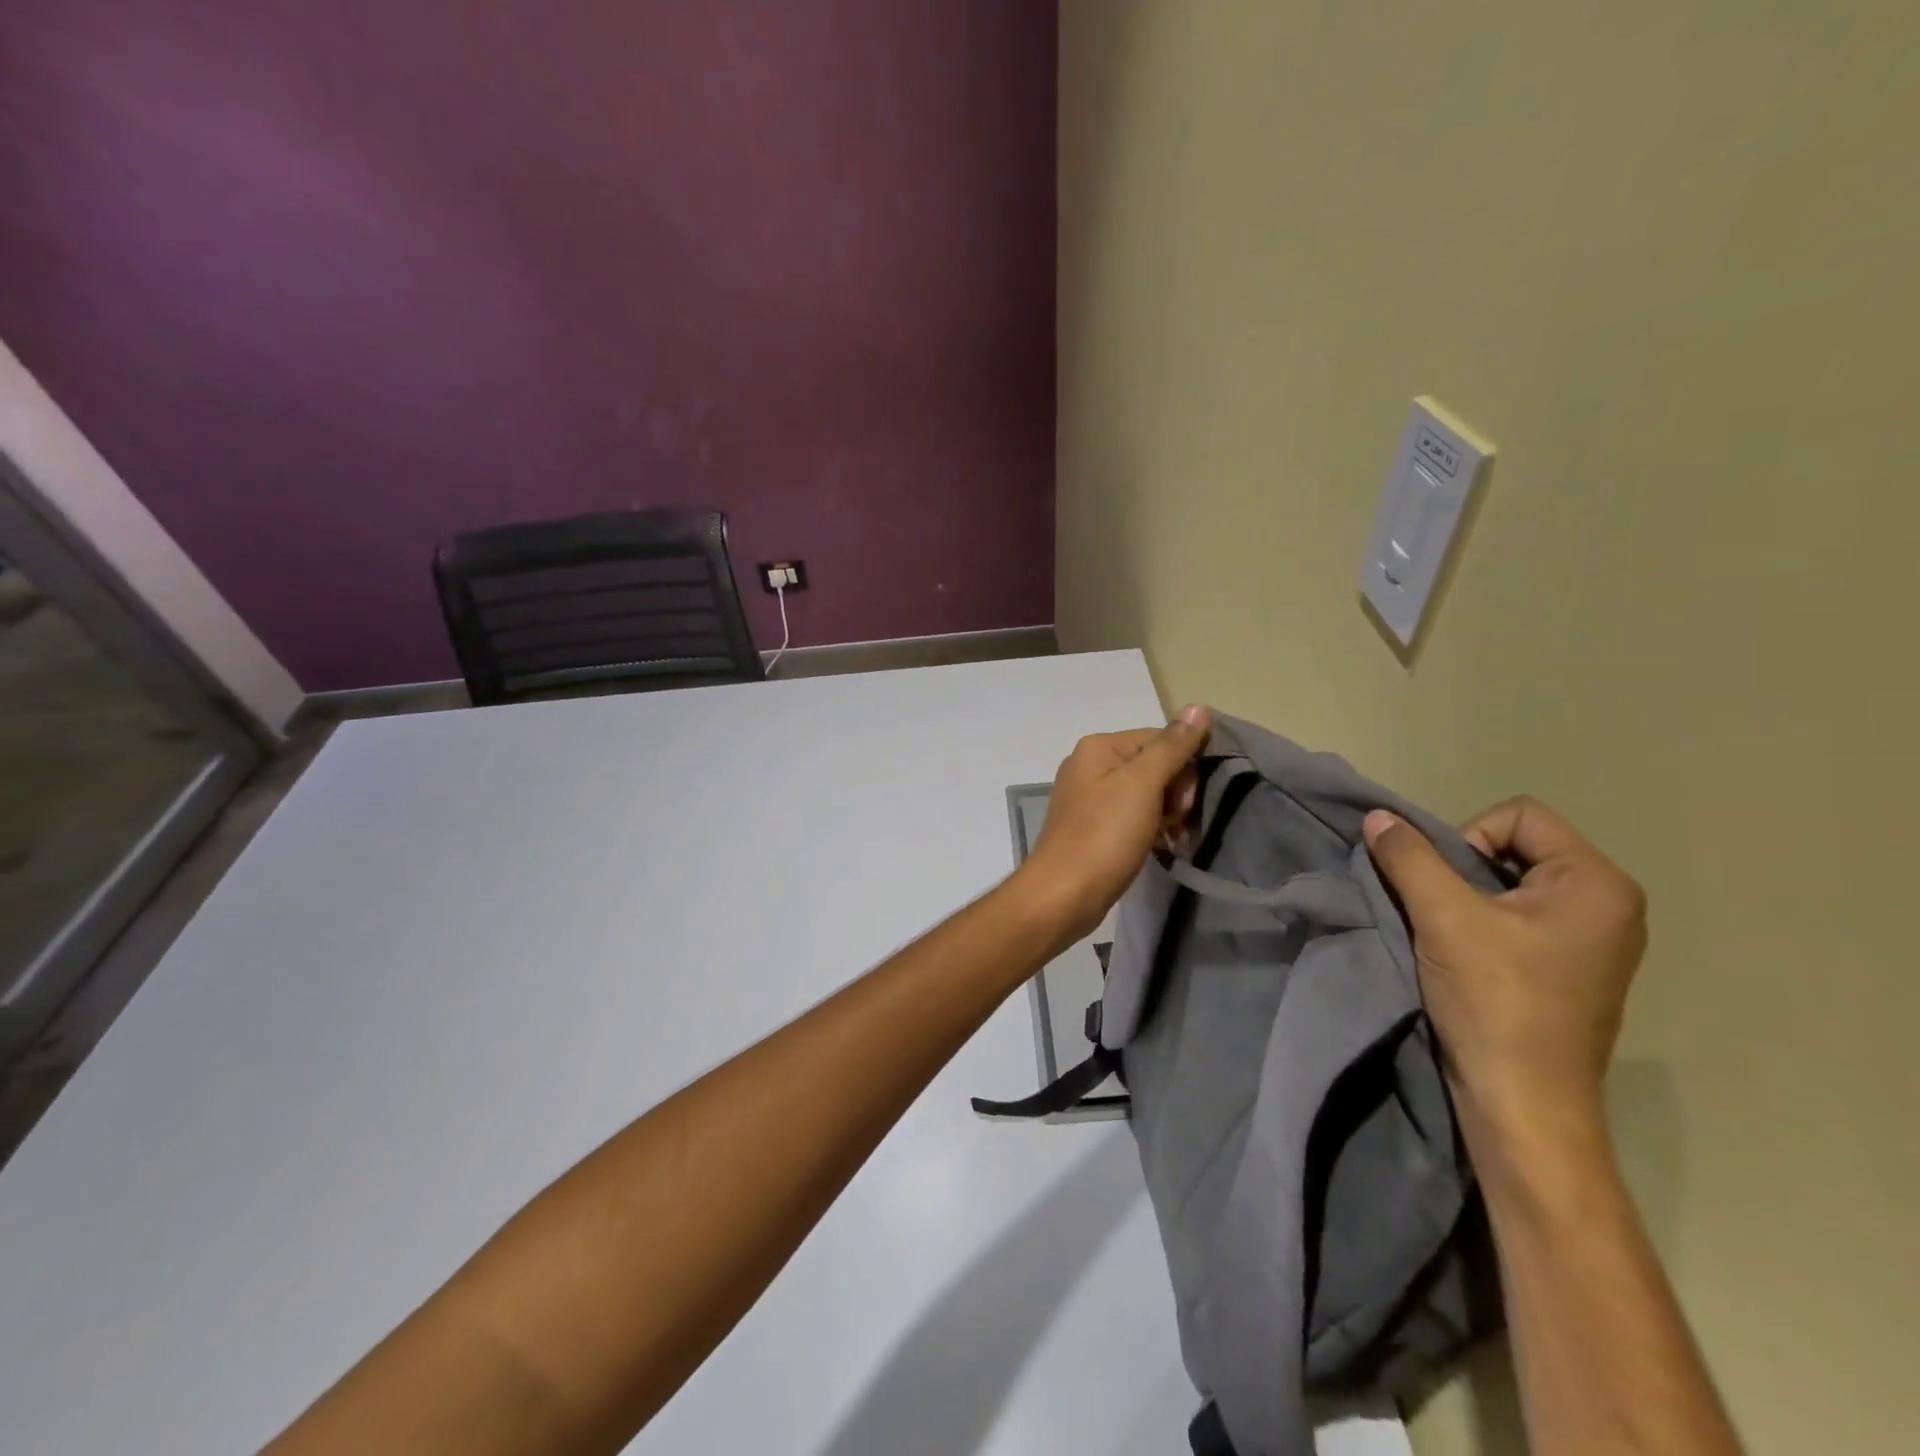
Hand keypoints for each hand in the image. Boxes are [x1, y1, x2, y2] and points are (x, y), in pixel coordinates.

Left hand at [1019, 705, 1212, 942]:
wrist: (1063, 894)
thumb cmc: (1104, 835)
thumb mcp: (1142, 784)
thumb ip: (1172, 746)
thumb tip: (1198, 707)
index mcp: (1099, 746)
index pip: (1160, 738)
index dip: (1183, 767)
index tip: (1186, 802)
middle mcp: (1089, 765)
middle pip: (1153, 765)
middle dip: (1175, 793)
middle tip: (1177, 822)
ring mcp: (1088, 797)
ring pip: (1146, 794)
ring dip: (1167, 814)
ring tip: (1171, 839)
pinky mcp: (1091, 826)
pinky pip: (1131, 817)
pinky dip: (1149, 829)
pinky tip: (1161, 847)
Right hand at [1362, 796, 1646, 1151]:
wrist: (1522, 1101)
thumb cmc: (1495, 1001)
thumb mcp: (1443, 918)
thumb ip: (1408, 858)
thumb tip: (1378, 817)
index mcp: (1597, 883)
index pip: (1518, 815)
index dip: (1468, 837)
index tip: (1448, 887)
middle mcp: (1608, 903)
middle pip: (1516, 845)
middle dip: (1463, 868)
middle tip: (1441, 910)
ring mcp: (1594, 939)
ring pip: (1511, 882)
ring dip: (1467, 897)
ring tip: (1448, 934)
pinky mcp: (1572, 967)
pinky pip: (1520, 915)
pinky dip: (1482, 922)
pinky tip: (1464, 955)